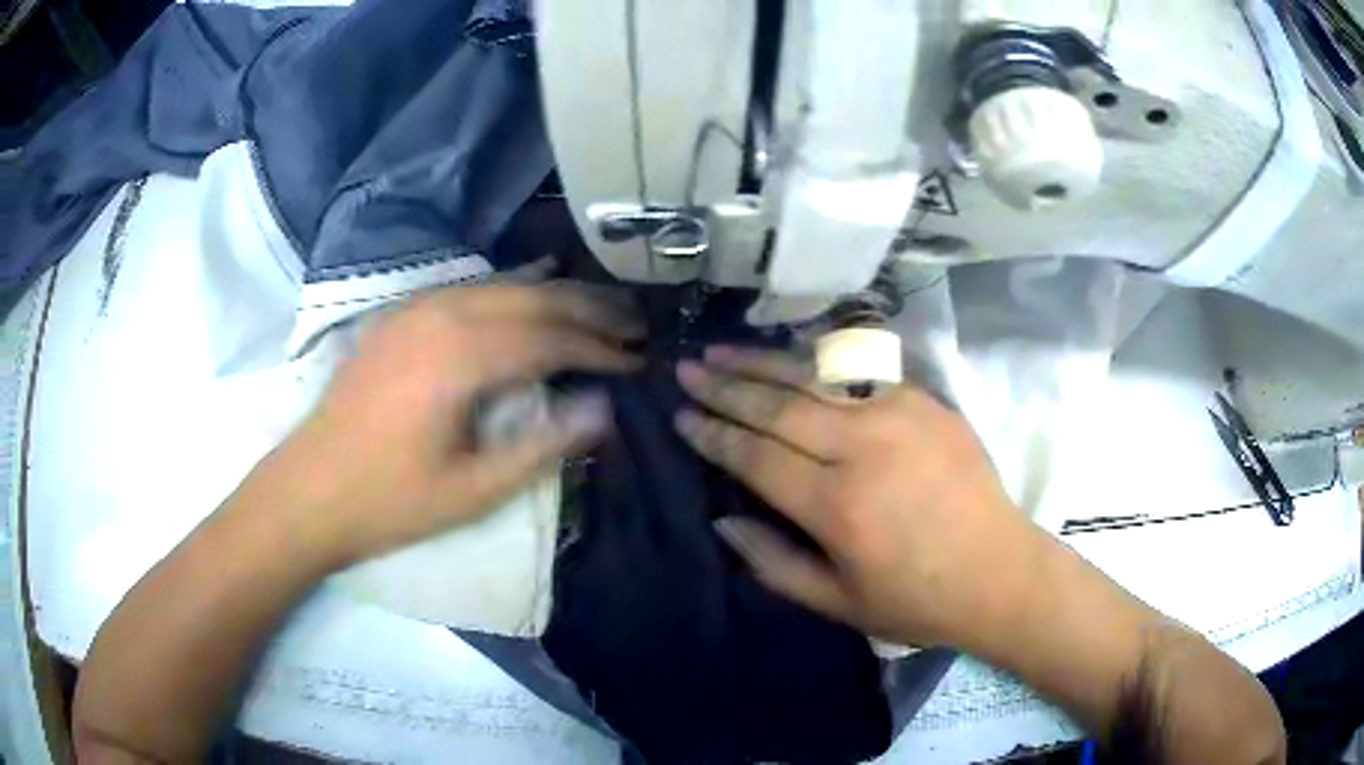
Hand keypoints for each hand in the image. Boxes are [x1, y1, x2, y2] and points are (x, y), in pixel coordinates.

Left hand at [256, 283, 641, 567]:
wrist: (309, 490)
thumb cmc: (391, 500)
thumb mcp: (474, 490)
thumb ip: (542, 444)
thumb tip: (604, 408)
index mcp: (460, 359)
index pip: (550, 339)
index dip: (600, 347)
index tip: (639, 359)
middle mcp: (442, 316)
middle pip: (533, 299)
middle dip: (589, 308)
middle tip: (636, 321)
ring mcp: (417, 310)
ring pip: (503, 286)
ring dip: (556, 292)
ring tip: (601, 303)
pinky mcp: (402, 316)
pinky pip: (470, 287)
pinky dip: (511, 283)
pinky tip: (534, 277)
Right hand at [674, 346, 1043, 649]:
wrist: (1000, 571)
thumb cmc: (916, 599)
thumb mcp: (837, 603)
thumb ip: (772, 562)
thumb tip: (723, 518)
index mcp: (838, 507)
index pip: (756, 456)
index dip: (714, 434)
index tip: (680, 415)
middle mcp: (863, 448)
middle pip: (778, 406)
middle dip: (726, 386)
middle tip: (686, 368)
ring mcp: (898, 414)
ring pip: (815, 376)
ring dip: (762, 360)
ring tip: (720, 350)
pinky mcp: (925, 400)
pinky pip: (858, 372)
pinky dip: (815, 361)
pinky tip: (789, 355)